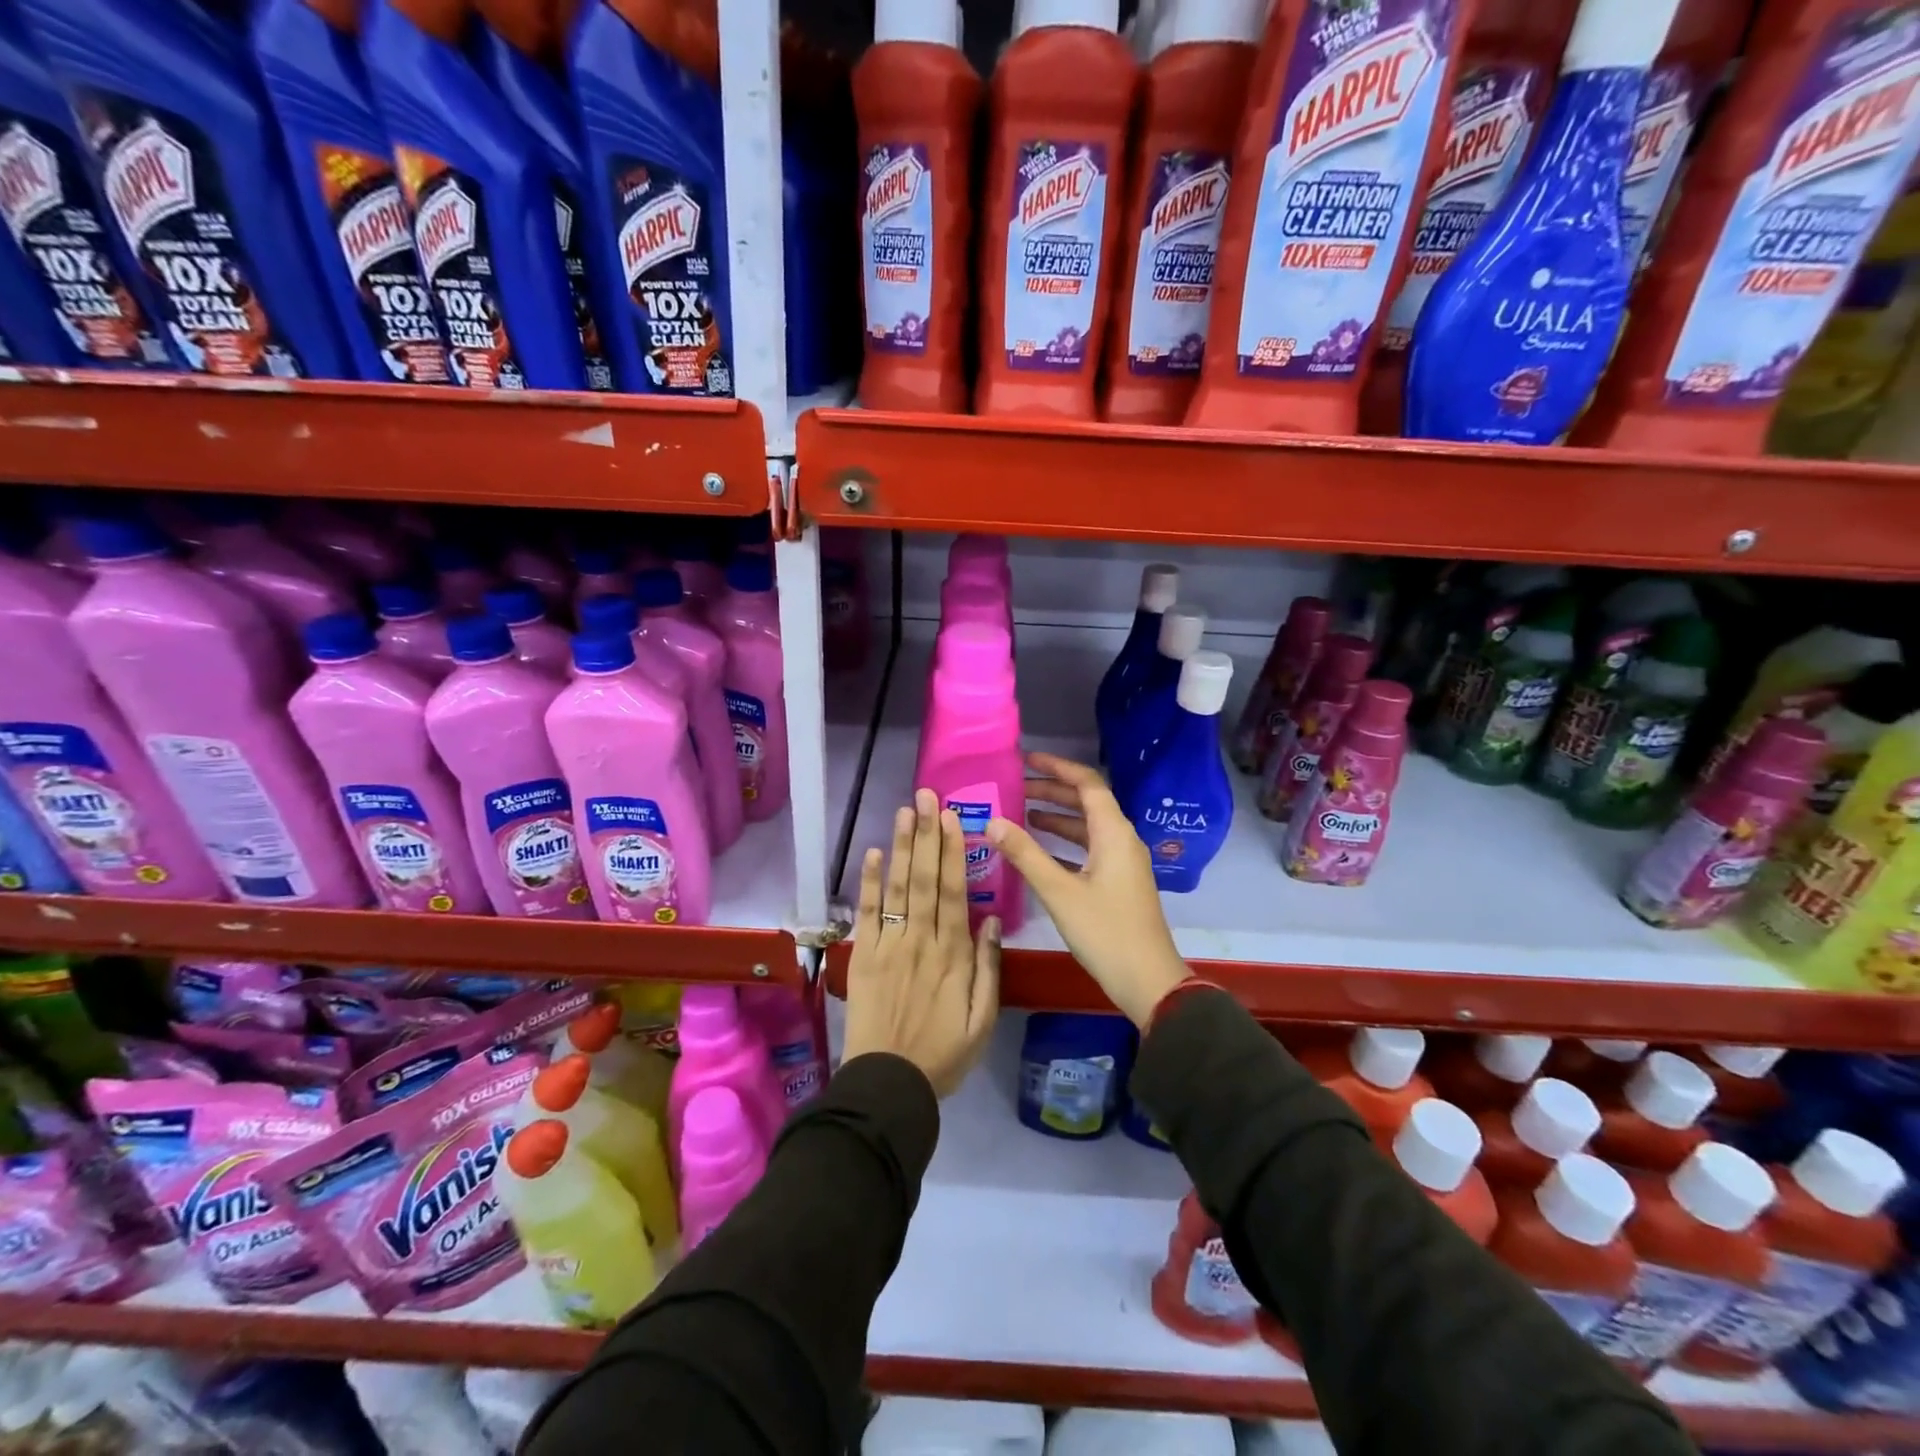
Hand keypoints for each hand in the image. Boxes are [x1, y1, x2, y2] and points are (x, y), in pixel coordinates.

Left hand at [842, 789, 1000, 1096]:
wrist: (889, 1083)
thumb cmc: (944, 1054)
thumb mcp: (983, 1020)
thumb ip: (990, 968)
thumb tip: (993, 918)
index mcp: (954, 954)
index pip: (953, 892)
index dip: (952, 852)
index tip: (952, 818)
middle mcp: (922, 940)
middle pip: (925, 879)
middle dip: (927, 834)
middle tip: (927, 797)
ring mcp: (890, 946)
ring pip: (898, 888)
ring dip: (900, 847)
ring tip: (904, 811)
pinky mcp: (863, 956)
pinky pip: (867, 914)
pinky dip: (868, 883)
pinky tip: (871, 854)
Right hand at [986, 753, 1190, 1027]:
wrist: (1148, 981)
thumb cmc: (1105, 932)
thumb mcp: (1060, 892)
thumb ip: (1026, 854)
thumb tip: (993, 822)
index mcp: (1114, 833)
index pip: (1087, 783)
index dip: (1057, 767)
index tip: (1026, 760)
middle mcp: (1122, 839)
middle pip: (1087, 802)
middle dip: (1052, 791)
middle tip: (1014, 786)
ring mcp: (1122, 862)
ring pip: (1087, 827)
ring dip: (1056, 817)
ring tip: (1019, 813)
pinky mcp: (1118, 882)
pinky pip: (1089, 848)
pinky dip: (1064, 842)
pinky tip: (1038, 850)